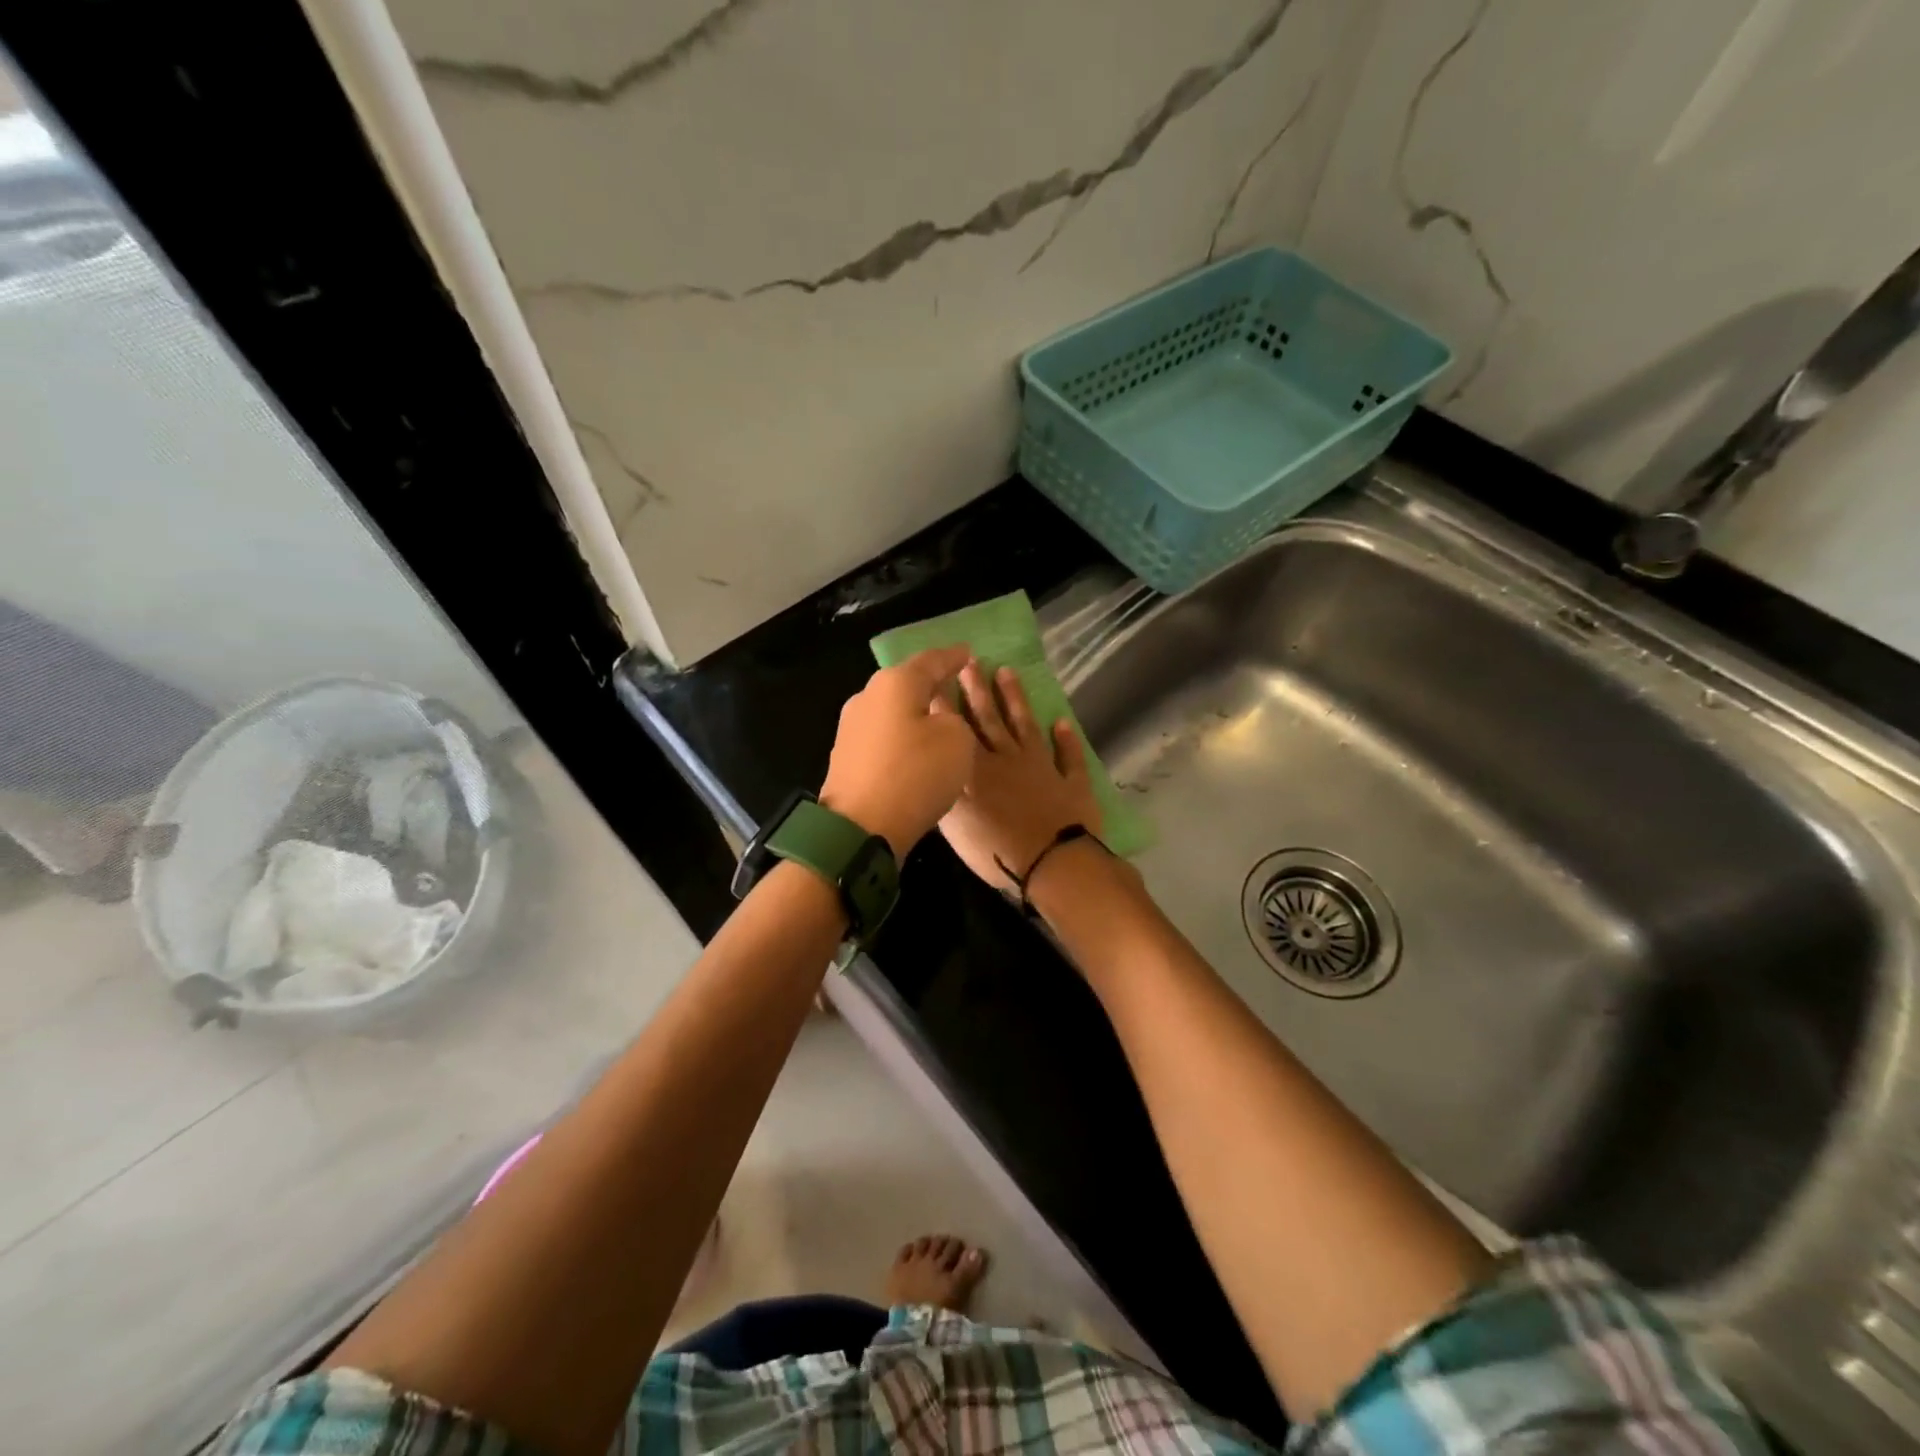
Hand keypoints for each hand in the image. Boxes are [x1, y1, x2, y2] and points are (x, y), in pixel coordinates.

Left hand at [819, 646, 976, 858]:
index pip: (931, 660)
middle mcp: (867, 696)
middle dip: (930, 684)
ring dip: (914, 714)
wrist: (860, 828)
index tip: (968, 653)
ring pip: (892, 711)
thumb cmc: (915, 775)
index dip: (953, 657)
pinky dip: (901, 738)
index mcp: (895, 683)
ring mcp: (850, 728)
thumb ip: (954, 719)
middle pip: (906, 683)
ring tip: (937, 719)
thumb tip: (936, 721)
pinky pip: (883, 737)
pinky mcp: (845, 757)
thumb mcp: (957, 741)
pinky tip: (914, 749)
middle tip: (954, 685)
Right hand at [940, 662, 1102, 893]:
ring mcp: (1042, 768)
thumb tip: (937, 764)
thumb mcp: (956, 826)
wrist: (1053, 863)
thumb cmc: (997, 850)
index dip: (948, 703)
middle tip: (971, 661)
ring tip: (1007, 672)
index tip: (940, 676)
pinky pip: (1068, 757)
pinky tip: (1062, 722)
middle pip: (991, 719)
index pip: (958, 730)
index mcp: (978, 769)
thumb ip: (946, 791)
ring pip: (1025, 726)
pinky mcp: (1071, 783)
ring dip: (1016, 700)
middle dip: (978, 690)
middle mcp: (1008, 760)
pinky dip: (1066, 740)